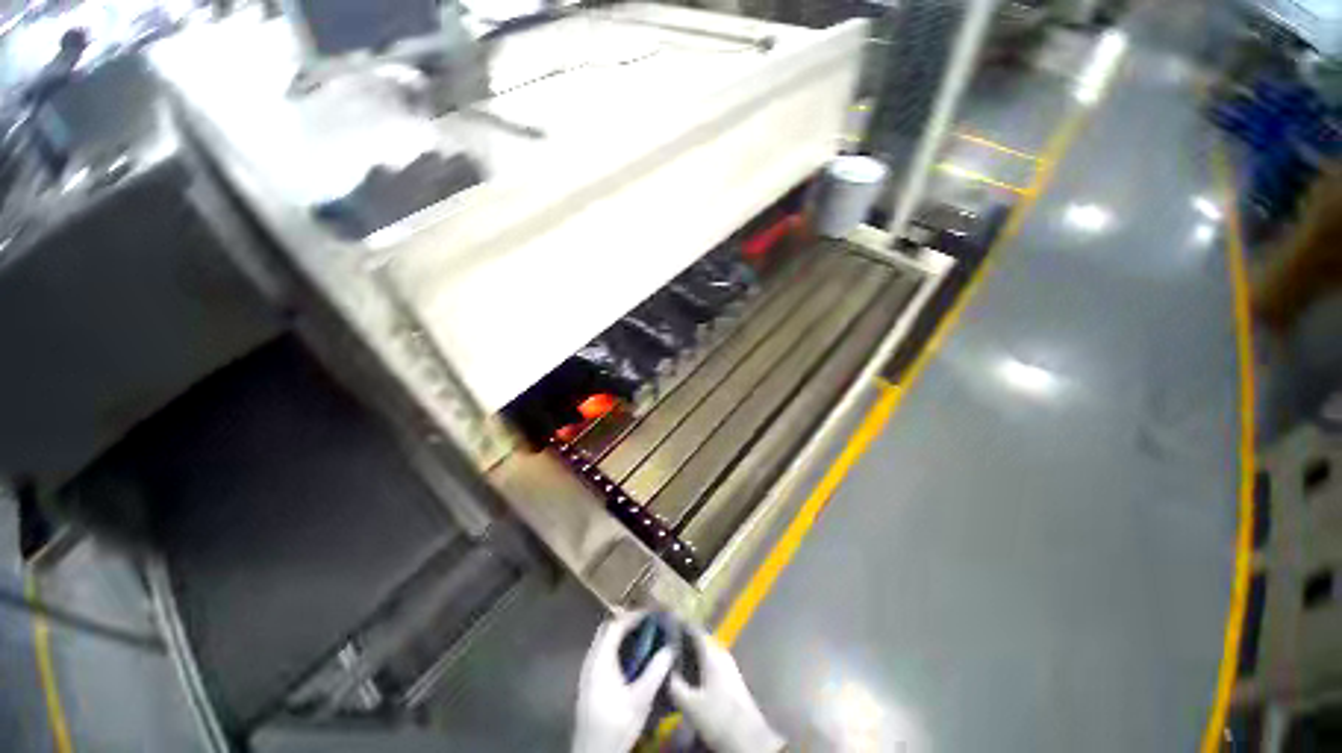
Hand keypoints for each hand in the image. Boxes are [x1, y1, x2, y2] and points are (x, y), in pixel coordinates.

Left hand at [573, 611, 674, 752]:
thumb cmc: (616, 725)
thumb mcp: (641, 699)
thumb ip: (655, 671)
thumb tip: (671, 647)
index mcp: (600, 660)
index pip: (616, 624)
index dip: (635, 615)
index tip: (653, 613)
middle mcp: (591, 660)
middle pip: (609, 629)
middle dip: (629, 621)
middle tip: (650, 620)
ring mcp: (588, 671)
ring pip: (605, 640)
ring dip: (623, 633)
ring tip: (645, 633)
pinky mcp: (591, 682)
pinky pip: (604, 652)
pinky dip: (618, 645)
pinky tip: (633, 655)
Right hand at [669, 627, 783, 752]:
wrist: (749, 738)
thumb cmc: (718, 716)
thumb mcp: (690, 704)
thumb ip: (675, 685)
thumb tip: (664, 671)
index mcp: (711, 652)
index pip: (694, 629)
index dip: (680, 625)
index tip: (666, 623)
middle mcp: (721, 654)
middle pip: (700, 640)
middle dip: (684, 641)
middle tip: (666, 645)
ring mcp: (728, 666)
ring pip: (706, 653)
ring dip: (691, 654)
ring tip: (675, 660)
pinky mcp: (731, 680)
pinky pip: (711, 664)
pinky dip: (699, 666)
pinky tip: (689, 677)